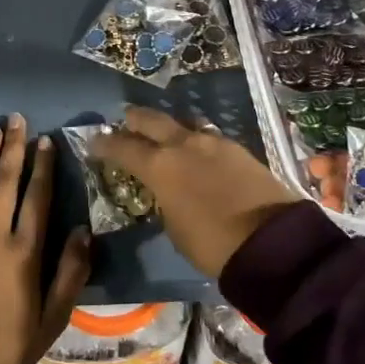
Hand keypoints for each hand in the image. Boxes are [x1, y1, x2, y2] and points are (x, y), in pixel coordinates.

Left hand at [0, 114, 92, 363]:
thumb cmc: (6, 350)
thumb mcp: (52, 320)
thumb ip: (71, 273)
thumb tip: (85, 229)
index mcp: (23, 251)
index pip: (36, 196)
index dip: (42, 165)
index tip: (45, 140)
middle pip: (4, 181)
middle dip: (12, 147)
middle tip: (16, 119)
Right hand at [90, 107, 297, 278]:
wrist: (271, 241)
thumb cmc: (213, 244)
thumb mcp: (174, 227)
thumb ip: (164, 199)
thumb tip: (166, 189)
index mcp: (161, 166)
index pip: (124, 147)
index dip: (105, 143)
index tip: (94, 141)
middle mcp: (184, 144)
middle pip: (152, 120)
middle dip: (135, 119)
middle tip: (125, 120)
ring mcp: (214, 142)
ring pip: (184, 122)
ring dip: (170, 125)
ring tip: (165, 133)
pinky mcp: (238, 148)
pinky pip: (208, 135)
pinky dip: (196, 139)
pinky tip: (198, 150)